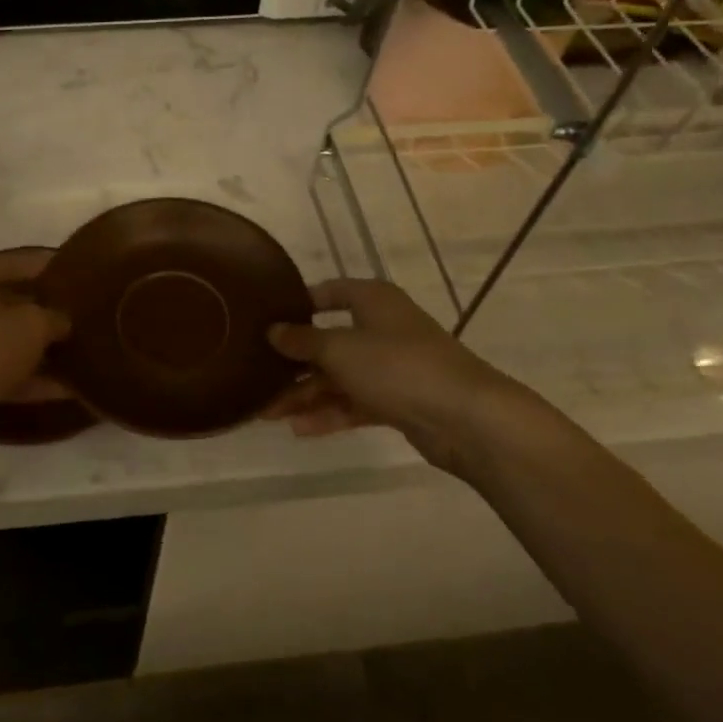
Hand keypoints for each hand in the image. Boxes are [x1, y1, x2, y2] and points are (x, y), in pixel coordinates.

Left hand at [0, 250, 69, 412]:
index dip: (43, 263)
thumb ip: (54, 316)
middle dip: (45, 309)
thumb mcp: (33, 321)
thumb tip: (63, 322)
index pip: (12, 262)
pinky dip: (39, 381)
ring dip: (44, 348)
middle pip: (10, 304)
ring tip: (84, 347)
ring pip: (12, 343)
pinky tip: (73, 386)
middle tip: (83, 310)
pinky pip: (12, 376)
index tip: (74, 268)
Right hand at [263, 278, 527, 474]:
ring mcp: (392, 367)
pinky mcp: (398, 401)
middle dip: (294, 362)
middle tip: (257, 377)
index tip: (266, 319)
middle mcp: (382, 329)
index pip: (330, 292)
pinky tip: (299, 429)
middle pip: (329, 341)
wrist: (465, 417)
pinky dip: (329, 414)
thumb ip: (302, 341)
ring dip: (305, 394)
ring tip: (267, 413)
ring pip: (339, 377)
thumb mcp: (339, 348)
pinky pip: (354, 403)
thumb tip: (274, 331)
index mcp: (373, 301)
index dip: (299, 304)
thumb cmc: (397, 366)